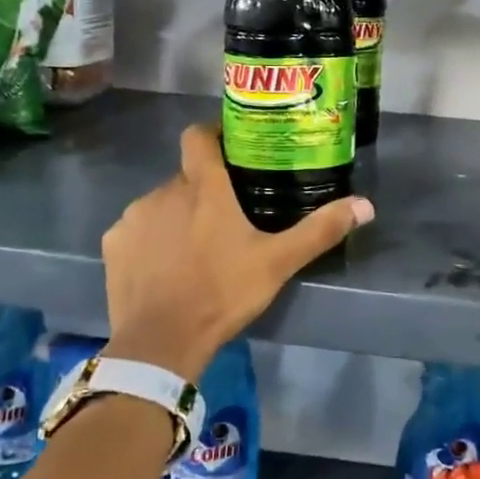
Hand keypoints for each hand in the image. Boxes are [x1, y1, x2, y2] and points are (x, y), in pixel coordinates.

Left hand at [101, 122, 373, 380]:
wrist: (160, 343)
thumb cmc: (222, 293)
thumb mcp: (278, 262)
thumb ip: (320, 230)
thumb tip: (366, 205)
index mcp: (203, 187)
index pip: (198, 136)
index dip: (213, 135)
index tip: (231, 148)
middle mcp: (164, 191)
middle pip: (185, 176)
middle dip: (203, 190)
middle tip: (226, 217)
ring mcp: (133, 217)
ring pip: (161, 203)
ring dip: (177, 215)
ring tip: (196, 247)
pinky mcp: (113, 244)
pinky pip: (136, 230)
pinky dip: (151, 240)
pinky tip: (164, 267)